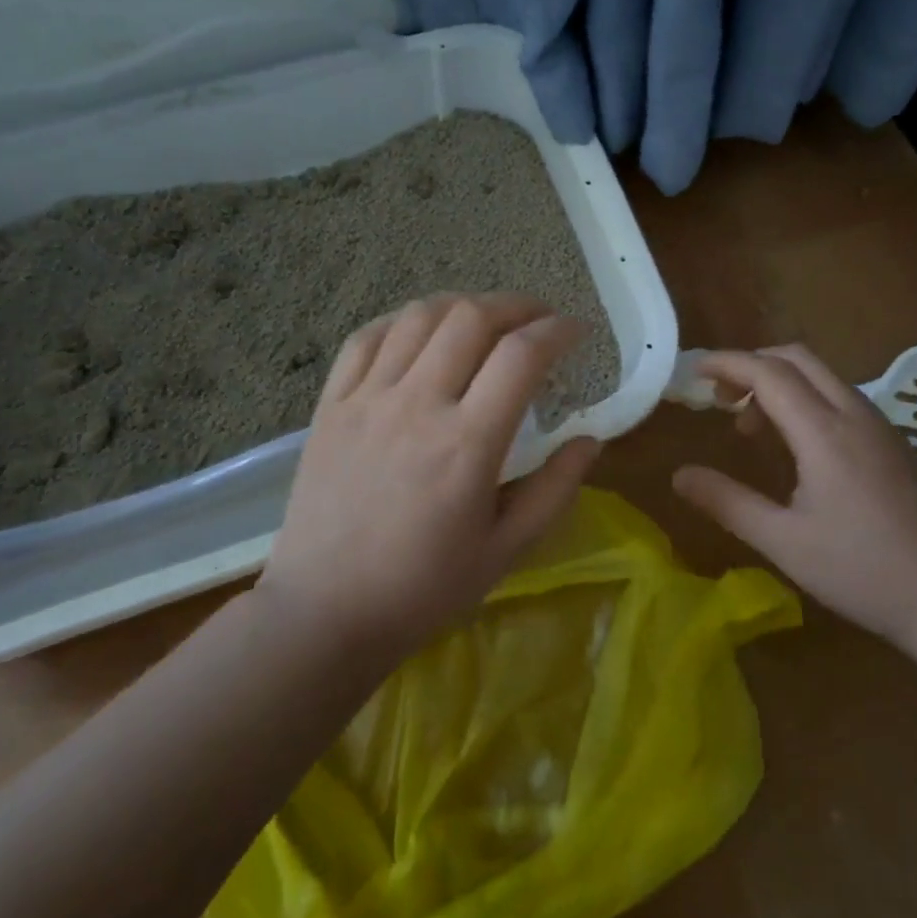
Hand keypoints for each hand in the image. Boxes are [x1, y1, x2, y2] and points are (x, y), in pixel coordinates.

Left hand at [262, 293, 599, 660]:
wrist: (324, 612)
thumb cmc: (424, 588)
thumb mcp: (507, 549)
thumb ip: (555, 489)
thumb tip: (592, 439)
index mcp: (467, 444)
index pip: (522, 355)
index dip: (558, 330)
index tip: (577, 331)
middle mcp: (418, 405)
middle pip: (472, 317)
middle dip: (517, 305)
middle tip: (539, 319)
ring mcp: (368, 399)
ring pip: (420, 316)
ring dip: (463, 305)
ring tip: (486, 321)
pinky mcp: (332, 405)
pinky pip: (367, 338)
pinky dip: (403, 321)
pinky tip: (422, 332)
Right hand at [672, 346, 916, 645]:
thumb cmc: (861, 571)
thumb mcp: (783, 542)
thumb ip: (727, 502)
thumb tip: (679, 476)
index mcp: (824, 432)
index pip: (768, 372)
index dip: (727, 363)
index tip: (694, 372)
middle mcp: (853, 413)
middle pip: (796, 358)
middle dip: (751, 364)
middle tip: (720, 397)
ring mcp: (878, 423)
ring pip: (820, 374)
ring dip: (778, 381)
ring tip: (750, 423)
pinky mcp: (891, 439)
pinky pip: (838, 395)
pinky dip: (804, 397)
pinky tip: (794, 442)